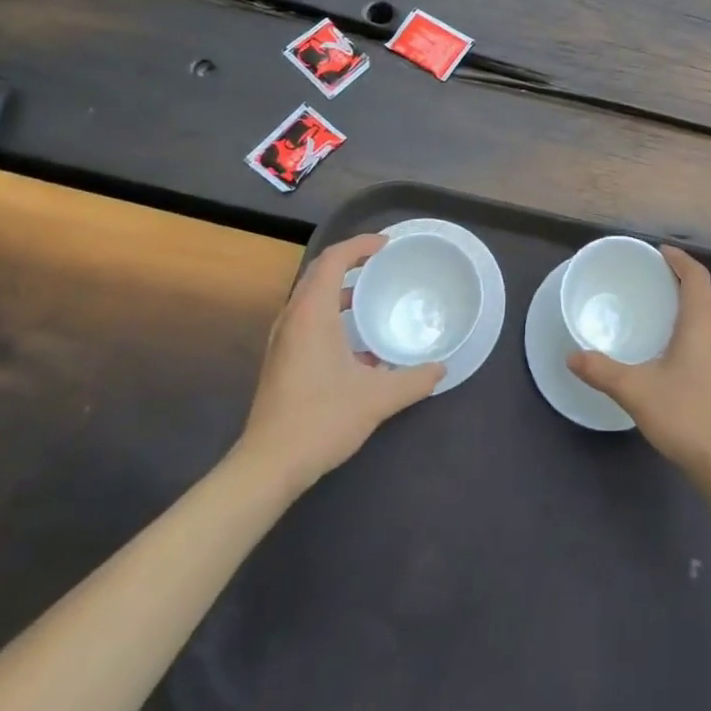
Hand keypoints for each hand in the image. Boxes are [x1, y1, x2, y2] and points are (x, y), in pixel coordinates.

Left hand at [231, 235, 443, 494]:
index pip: (333, 259)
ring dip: (340, 289)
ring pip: (311, 297)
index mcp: (312, 313)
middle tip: (383, 262)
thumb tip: (441, 368)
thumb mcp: (377, 399)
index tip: (387, 245)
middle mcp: (293, 318)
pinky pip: (307, 318)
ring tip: (372, 296)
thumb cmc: (321, 420)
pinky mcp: (281, 360)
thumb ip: (413, 380)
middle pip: (320, 272)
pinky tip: (358, 344)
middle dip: (351, 261)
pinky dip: (332, 313)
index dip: (360, 245)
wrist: (268, 466)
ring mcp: (283, 340)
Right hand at [568, 246, 710, 484]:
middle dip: (680, 281)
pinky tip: (675, 352)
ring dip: (688, 307)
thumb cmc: (687, 415)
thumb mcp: (637, 390)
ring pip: (710, 317)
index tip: (659, 252)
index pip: (696, 275)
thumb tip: (572, 355)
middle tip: (650, 279)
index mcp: (704, 321)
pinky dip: (694, 330)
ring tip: (659, 311)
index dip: (679, 259)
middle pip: (704, 293)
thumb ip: (602, 371)